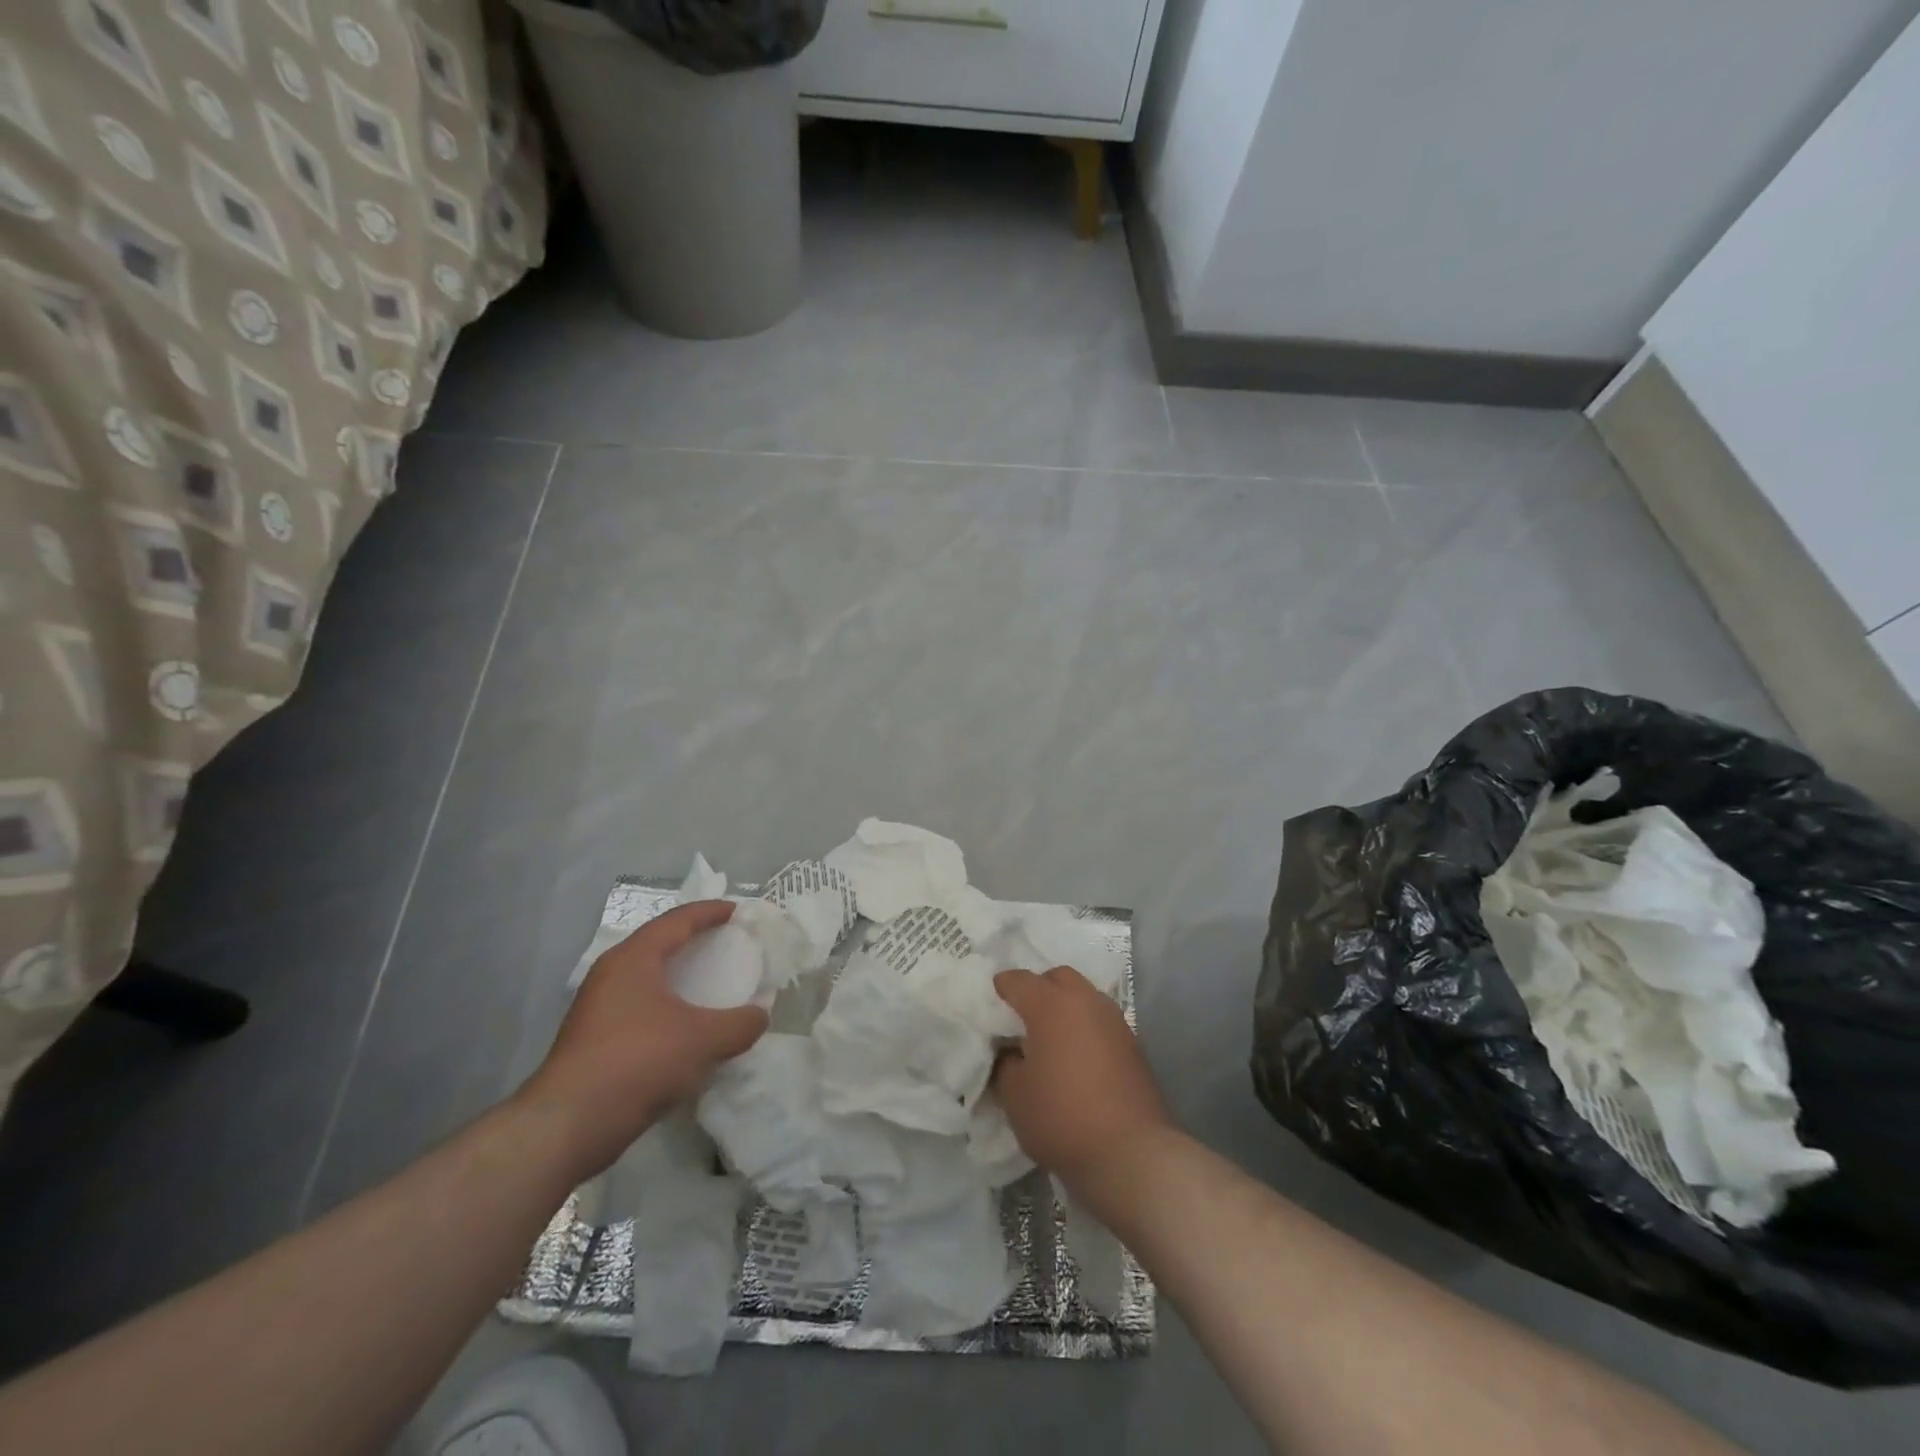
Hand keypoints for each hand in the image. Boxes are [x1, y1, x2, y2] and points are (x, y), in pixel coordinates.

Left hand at [521, 901, 767, 1177]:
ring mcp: (598, 1008)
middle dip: (694, 940)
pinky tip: (687, 1028)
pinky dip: (668, 1006)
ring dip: (680, 977)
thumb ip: (740, 1024)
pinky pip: (640, 1008)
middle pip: (659, 944)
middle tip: (727, 943)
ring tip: (711, 983)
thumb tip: (760, 1015)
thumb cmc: (637, 1062)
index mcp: (633, 958)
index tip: (738, 911)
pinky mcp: (594, 1040)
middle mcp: (612, 974)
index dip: (710, 912)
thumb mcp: (703, 1040)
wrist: (567, 1126)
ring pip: (648, 978)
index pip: (677, 920)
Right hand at [992, 965, 1171, 1186]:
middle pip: (1057, 978)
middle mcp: (1086, 1000)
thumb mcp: (1014, 1094)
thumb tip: (1011, 1052)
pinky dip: (1084, 1027)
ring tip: (1050, 1039)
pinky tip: (1075, 1056)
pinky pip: (1099, 1021)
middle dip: (1038, 989)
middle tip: (1022, 1018)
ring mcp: (1114, 1020)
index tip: (990, 1005)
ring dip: (1065, 1007)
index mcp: (1052, 1004)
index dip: (1000, 989)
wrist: (1131, 1153)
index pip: (1018, 980)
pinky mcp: (1132, 1044)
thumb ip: (1005, 1062)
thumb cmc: (1062, 1117)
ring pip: (1083, 996)